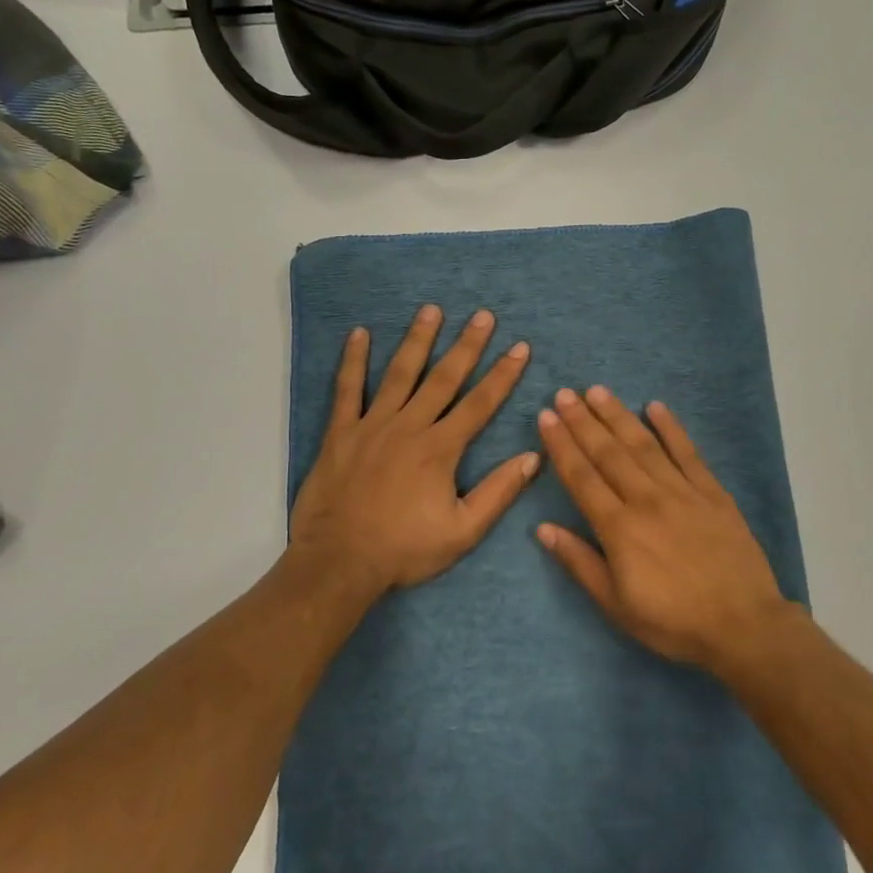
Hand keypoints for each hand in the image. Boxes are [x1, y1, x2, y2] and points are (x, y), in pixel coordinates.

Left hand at [290, 305, 538, 597]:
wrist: (339, 562)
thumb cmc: (404, 550)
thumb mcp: (463, 531)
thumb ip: (498, 492)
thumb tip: (533, 457)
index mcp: (440, 449)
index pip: (480, 404)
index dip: (502, 375)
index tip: (520, 347)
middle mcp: (409, 427)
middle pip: (443, 378)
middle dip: (467, 345)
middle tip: (483, 316)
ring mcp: (372, 425)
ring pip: (399, 374)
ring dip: (418, 340)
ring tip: (432, 310)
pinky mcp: (341, 433)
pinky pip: (347, 389)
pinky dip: (353, 361)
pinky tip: (359, 334)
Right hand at [535, 386, 790, 670]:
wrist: (742, 624)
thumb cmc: (673, 621)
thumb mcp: (616, 605)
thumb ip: (580, 563)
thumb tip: (543, 529)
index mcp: (619, 528)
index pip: (582, 477)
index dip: (562, 445)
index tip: (547, 417)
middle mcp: (647, 499)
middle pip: (608, 453)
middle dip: (583, 421)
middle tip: (565, 393)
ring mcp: (682, 491)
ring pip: (644, 445)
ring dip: (618, 416)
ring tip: (598, 391)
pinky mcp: (712, 492)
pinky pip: (688, 453)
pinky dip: (671, 428)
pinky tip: (655, 406)